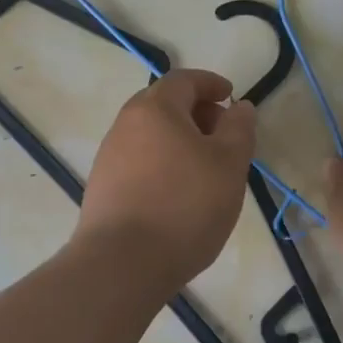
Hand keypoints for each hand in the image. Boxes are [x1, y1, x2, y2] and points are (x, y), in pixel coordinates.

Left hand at [76, 69, 257, 290]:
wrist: (122, 262)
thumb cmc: (184, 206)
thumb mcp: (229, 164)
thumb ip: (239, 129)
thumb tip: (240, 107)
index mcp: (154, 108)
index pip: (184, 79)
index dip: (211, 83)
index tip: (231, 97)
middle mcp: (125, 123)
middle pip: (164, 104)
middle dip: (196, 112)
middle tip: (222, 135)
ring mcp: (109, 155)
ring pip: (150, 134)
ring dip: (179, 139)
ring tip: (205, 169)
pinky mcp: (102, 185)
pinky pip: (139, 160)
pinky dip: (162, 162)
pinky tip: (178, 192)